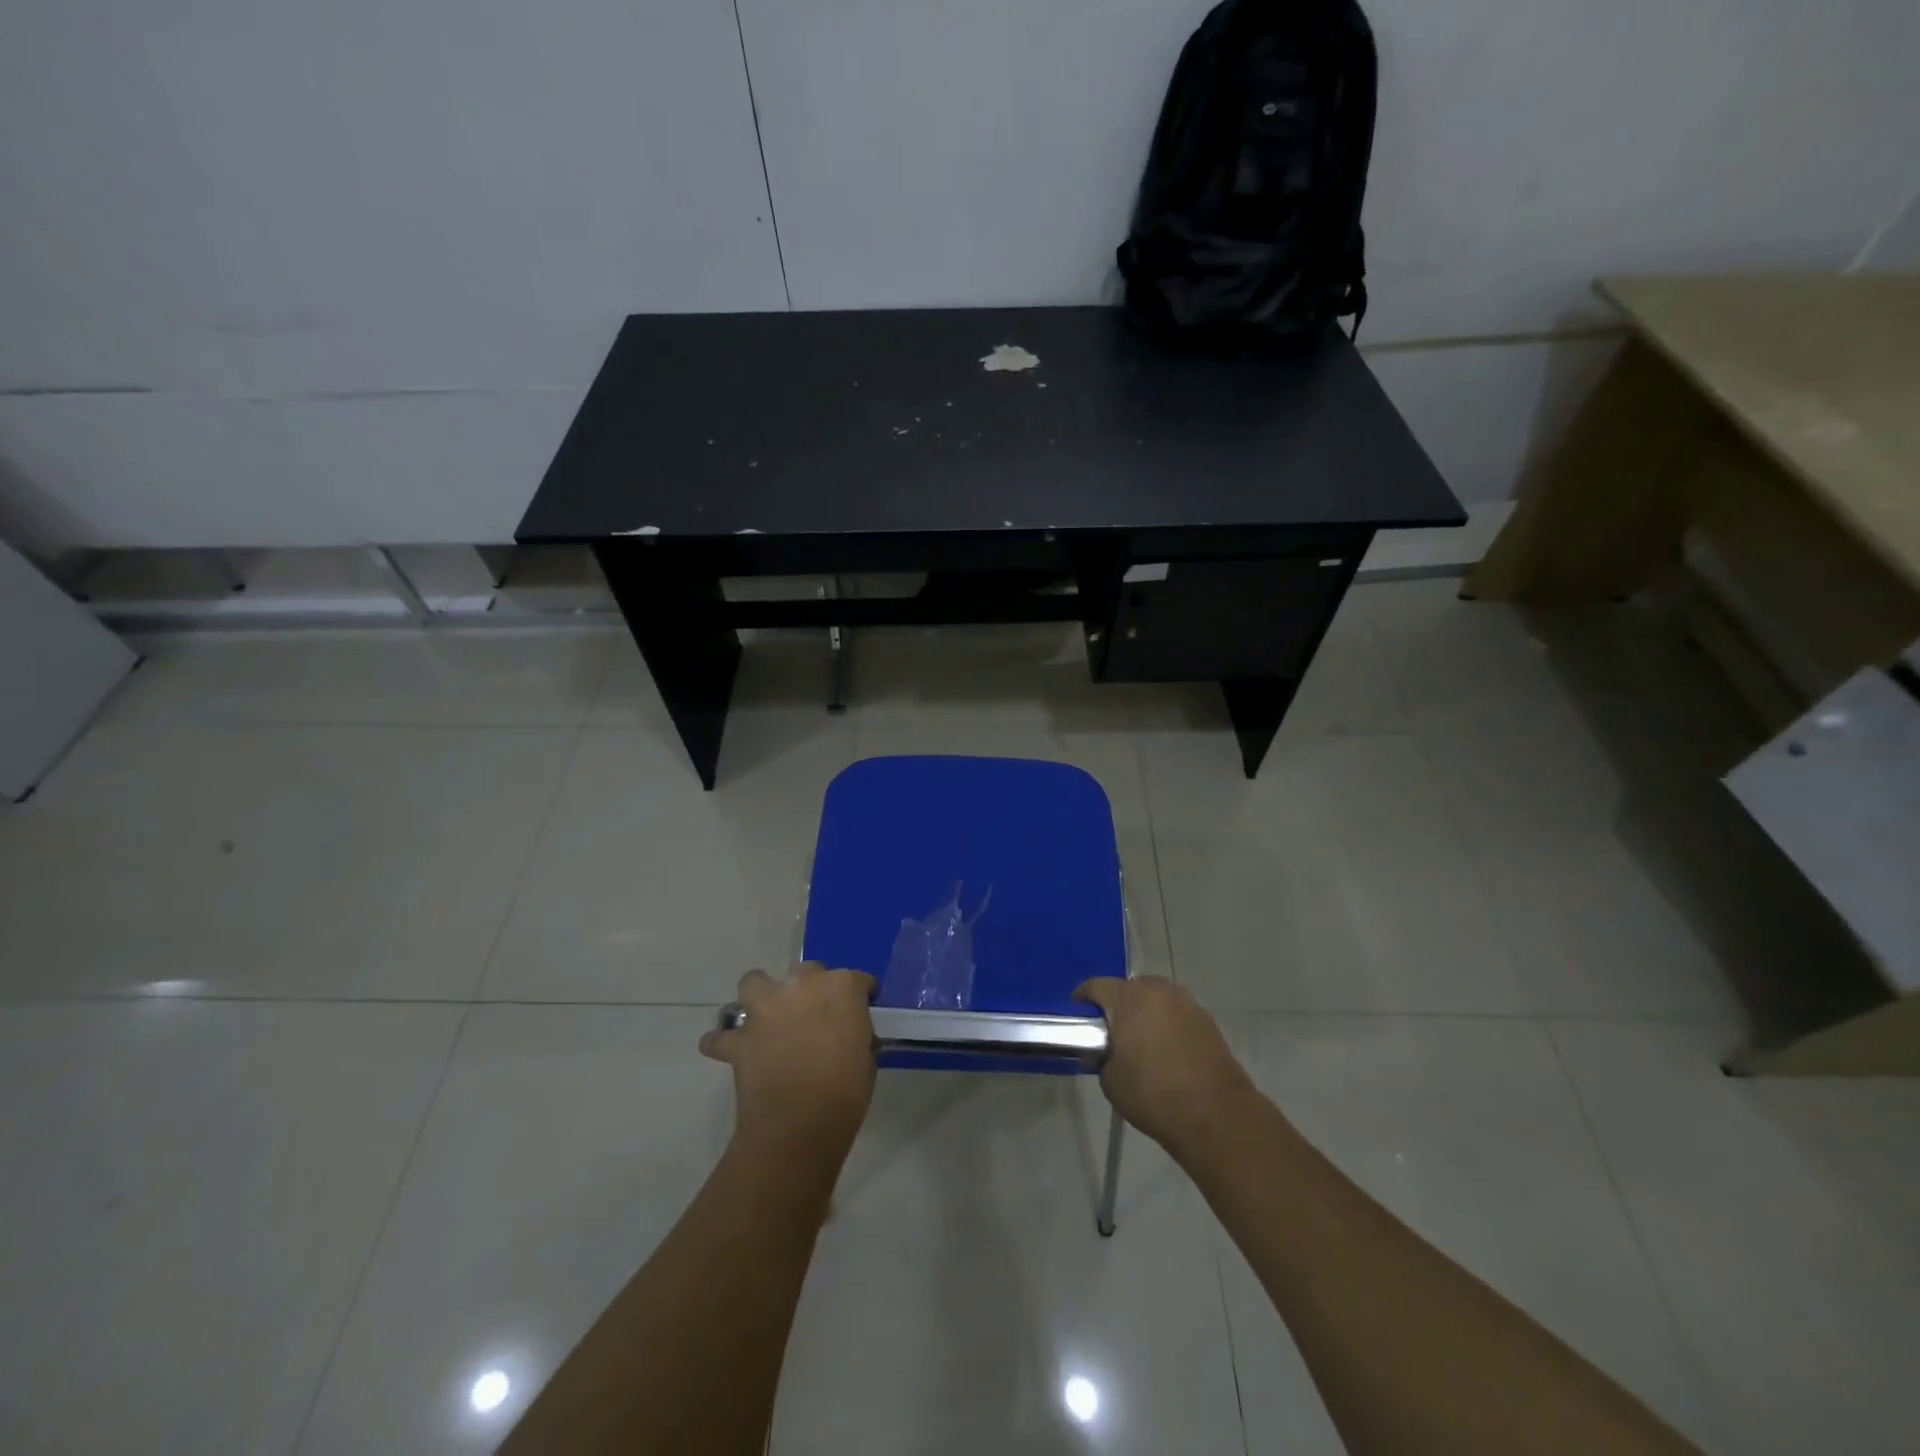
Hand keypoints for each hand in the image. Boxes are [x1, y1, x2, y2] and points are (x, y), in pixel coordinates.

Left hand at [701, 964, 877, 1160]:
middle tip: (817, 1018)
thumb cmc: (845, 1095)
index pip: (858, 980)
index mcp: (842, 988)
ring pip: (755, 982)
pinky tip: (732, 1050)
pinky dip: (724, 1041)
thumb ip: (855, 1033)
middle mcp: (803, 985)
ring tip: (766, 1014)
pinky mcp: (740, 1038)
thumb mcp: (866, 1059)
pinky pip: (722, 1036)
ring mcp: (767, 1008)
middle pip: (809, 972)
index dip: (860, 996)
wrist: (798, 1128)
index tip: (859, 1013)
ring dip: (760, 994)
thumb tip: (846, 1034)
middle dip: (813, 990)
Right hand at [1074, 976, 1257, 1156]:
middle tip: (1112, 1032)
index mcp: (1128, 998)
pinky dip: (1168, 1024)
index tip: (1078, 1018)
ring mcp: (1186, 1002)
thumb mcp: (1111, 1080)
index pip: (1095, 986)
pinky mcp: (1207, 1019)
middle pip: (1129, 988)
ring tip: (1142, 1042)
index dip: (1083, 1000)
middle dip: (1118, 1005)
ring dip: (1145, 1012)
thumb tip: (1110, 1050)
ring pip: (1156, 998)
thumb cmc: (1154, 1095)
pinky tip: (1167, 1051)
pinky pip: (1177, 1013)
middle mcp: (1158, 990)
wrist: (1216, 1116)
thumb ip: (1104, 1054)